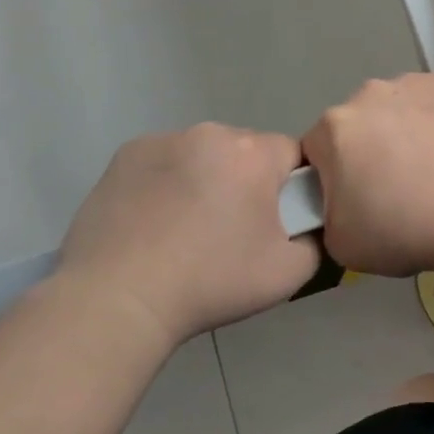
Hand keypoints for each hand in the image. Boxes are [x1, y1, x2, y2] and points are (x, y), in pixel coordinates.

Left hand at [58, 124, 318, 346]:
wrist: (118, 300)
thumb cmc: (210, 283)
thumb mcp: (287, 274)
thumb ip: (315, 241)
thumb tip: (308, 227)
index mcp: (255, 154)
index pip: (292, 154)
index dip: (289, 187)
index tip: (272, 220)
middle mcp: (212, 134)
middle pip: (246, 150)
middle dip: (245, 180)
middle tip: (229, 230)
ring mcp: (165, 140)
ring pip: (203, 154)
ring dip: (205, 178)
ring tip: (185, 228)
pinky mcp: (127, 154)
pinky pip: (164, 160)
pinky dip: (166, 181)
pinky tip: (153, 220)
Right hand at [302, 73, 433, 277]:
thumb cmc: (405, 230)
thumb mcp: (340, 243)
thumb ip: (324, 212)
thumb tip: (337, 198)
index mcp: (333, 127)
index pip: (317, 150)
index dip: (332, 176)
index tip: (356, 198)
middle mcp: (367, 93)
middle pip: (356, 123)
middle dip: (367, 147)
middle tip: (394, 184)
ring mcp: (413, 82)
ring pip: (395, 106)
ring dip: (401, 128)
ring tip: (430, 165)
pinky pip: (431, 100)